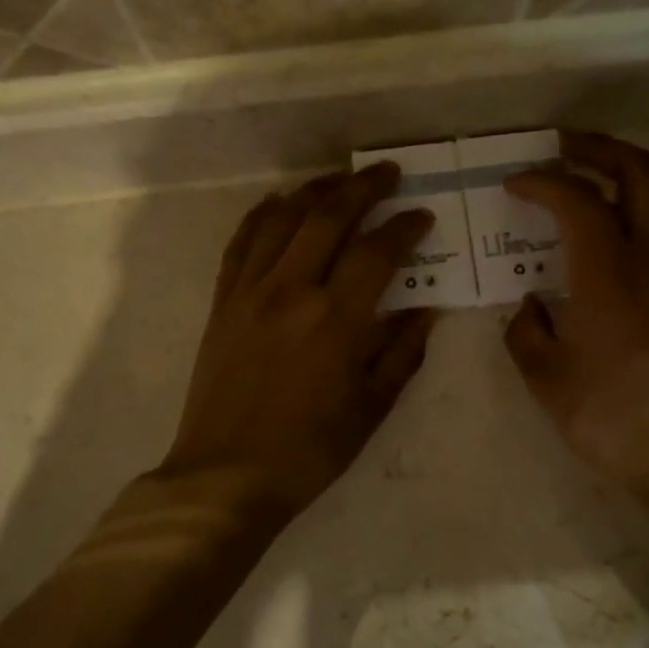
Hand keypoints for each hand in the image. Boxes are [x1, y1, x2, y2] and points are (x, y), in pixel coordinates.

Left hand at [157, 164, 437, 525]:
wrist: (227, 474)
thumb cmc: (309, 450)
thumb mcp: (371, 407)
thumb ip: (401, 353)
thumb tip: (426, 309)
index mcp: (335, 320)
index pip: (377, 252)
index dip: (404, 228)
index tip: (422, 216)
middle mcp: (291, 291)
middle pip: (329, 218)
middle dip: (363, 188)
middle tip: (389, 173)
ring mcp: (249, 291)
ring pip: (283, 218)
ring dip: (314, 191)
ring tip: (339, 180)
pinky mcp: (222, 301)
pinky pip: (242, 241)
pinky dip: (263, 214)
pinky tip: (280, 203)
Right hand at [503, 133, 648, 505]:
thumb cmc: (612, 413)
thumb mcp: (548, 377)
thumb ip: (528, 332)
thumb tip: (532, 308)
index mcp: (610, 268)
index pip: (576, 198)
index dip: (542, 181)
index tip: (516, 182)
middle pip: (640, 172)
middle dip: (601, 149)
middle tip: (566, 147)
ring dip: (623, 187)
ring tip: (586, 198)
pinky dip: (637, 227)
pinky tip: (612, 259)